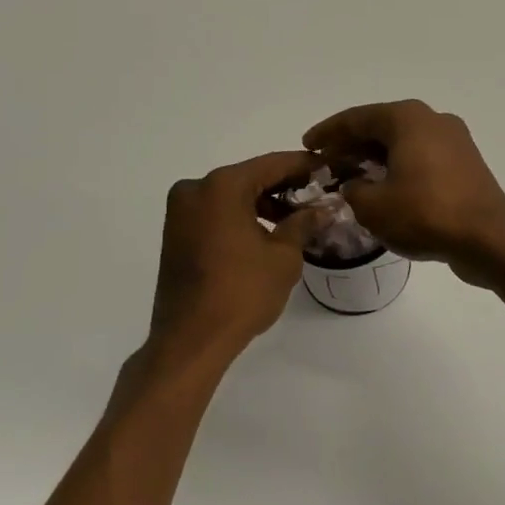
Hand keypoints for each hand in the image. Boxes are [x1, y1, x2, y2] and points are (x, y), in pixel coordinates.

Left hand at [148, 151, 321, 364]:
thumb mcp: (283, 257)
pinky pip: (216, 212)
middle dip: (284, 185)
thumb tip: (321, 209)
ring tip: (297, 218)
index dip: (304, 166)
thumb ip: (302, 224)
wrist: (190, 340)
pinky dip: (241, 216)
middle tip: (318, 194)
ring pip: (232, 195)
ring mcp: (181, 212)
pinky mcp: (176, 233)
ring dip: (263, 202)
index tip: (329, 167)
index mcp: (222, 186)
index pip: (272, 164)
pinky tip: (267, 231)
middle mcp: (196, 189)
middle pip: (250, 177)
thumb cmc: (242, 292)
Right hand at [303, 102, 504, 284]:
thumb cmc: (425, 214)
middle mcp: (432, 119)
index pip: (357, 118)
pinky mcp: (465, 163)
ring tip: (350, 177)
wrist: (488, 238)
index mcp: (407, 118)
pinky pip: (422, 157)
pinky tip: (385, 188)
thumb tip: (357, 185)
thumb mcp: (373, 206)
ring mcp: (454, 140)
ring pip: (403, 142)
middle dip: (351, 145)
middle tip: (326, 163)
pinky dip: (399, 167)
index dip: (328, 133)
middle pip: (381, 127)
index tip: (307, 145)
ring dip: (375, 157)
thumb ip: (354, 190)